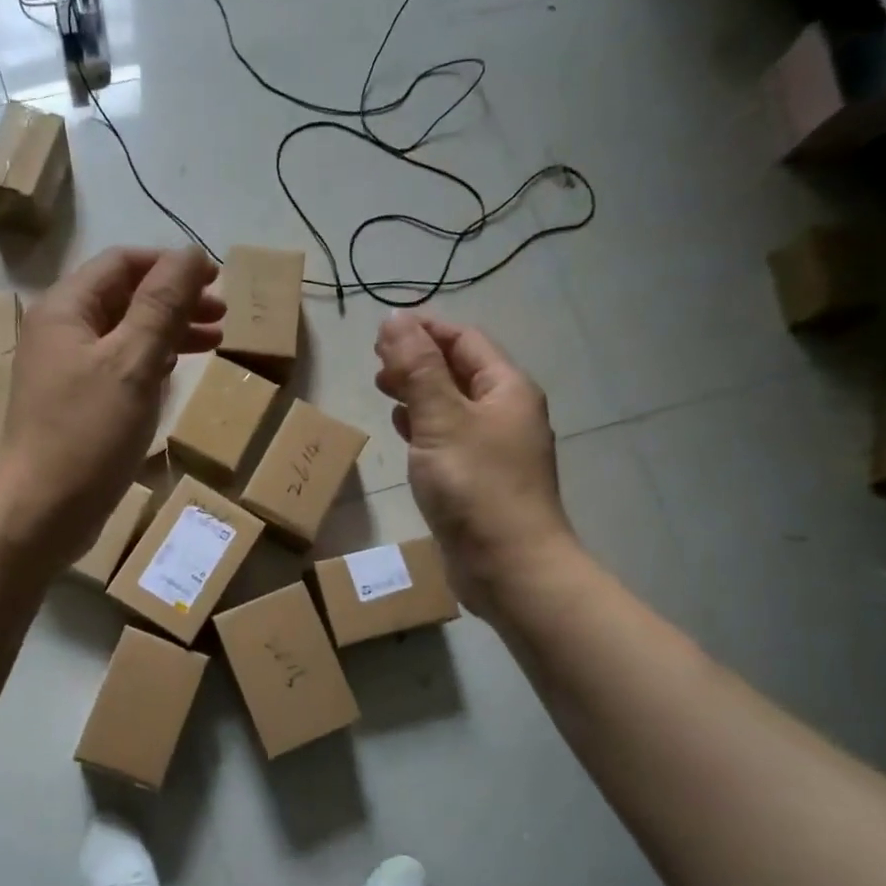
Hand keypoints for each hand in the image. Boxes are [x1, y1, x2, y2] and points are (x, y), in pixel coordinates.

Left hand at [0, 246, 222, 564]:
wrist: (42, 511)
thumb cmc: (88, 434)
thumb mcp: (132, 363)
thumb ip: (162, 305)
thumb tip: (191, 254)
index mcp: (66, 310)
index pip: (122, 263)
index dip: (170, 265)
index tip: (216, 279)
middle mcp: (61, 332)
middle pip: (124, 297)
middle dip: (175, 300)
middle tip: (222, 316)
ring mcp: (66, 370)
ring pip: (124, 334)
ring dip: (168, 332)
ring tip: (213, 342)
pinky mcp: (76, 404)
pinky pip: (119, 368)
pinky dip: (151, 363)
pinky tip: (175, 374)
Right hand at [374, 312, 577, 618]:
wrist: (509, 566)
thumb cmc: (476, 486)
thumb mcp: (441, 419)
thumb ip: (417, 369)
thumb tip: (396, 319)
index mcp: (506, 389)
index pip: (465, 341)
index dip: (425, 330)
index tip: (381, 331)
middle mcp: (506, 413)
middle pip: (460, 371)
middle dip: (418, 360)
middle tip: (376, 362)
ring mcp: (495, 448)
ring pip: (453, 405)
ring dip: (419, 392)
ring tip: (383, 389)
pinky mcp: (480, 479)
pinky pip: (450, 438)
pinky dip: (425, 427)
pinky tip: (404, 431)